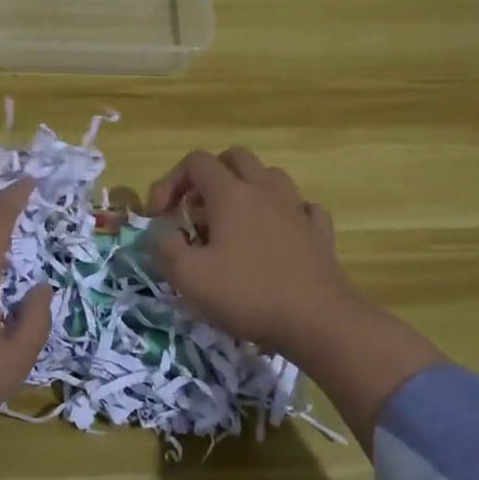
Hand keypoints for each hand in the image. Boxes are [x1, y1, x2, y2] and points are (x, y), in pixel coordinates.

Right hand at [146, 147, 354, 362]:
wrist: (317, 321)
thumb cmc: (247, 294)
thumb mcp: (189, 277)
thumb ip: (164, 247)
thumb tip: (160, 231)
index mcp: (231, 194)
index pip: (196, 162)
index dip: (171, 180)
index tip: (161, 215)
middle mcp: (265, 190)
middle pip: (235, 158)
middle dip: (210, 176)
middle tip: (196, 210)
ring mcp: (296, 209)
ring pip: (270, 177)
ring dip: (247, 189)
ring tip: (234, 222)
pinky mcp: (319, 232)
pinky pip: (300, 207)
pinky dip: (283, 213)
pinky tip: (276, 235)